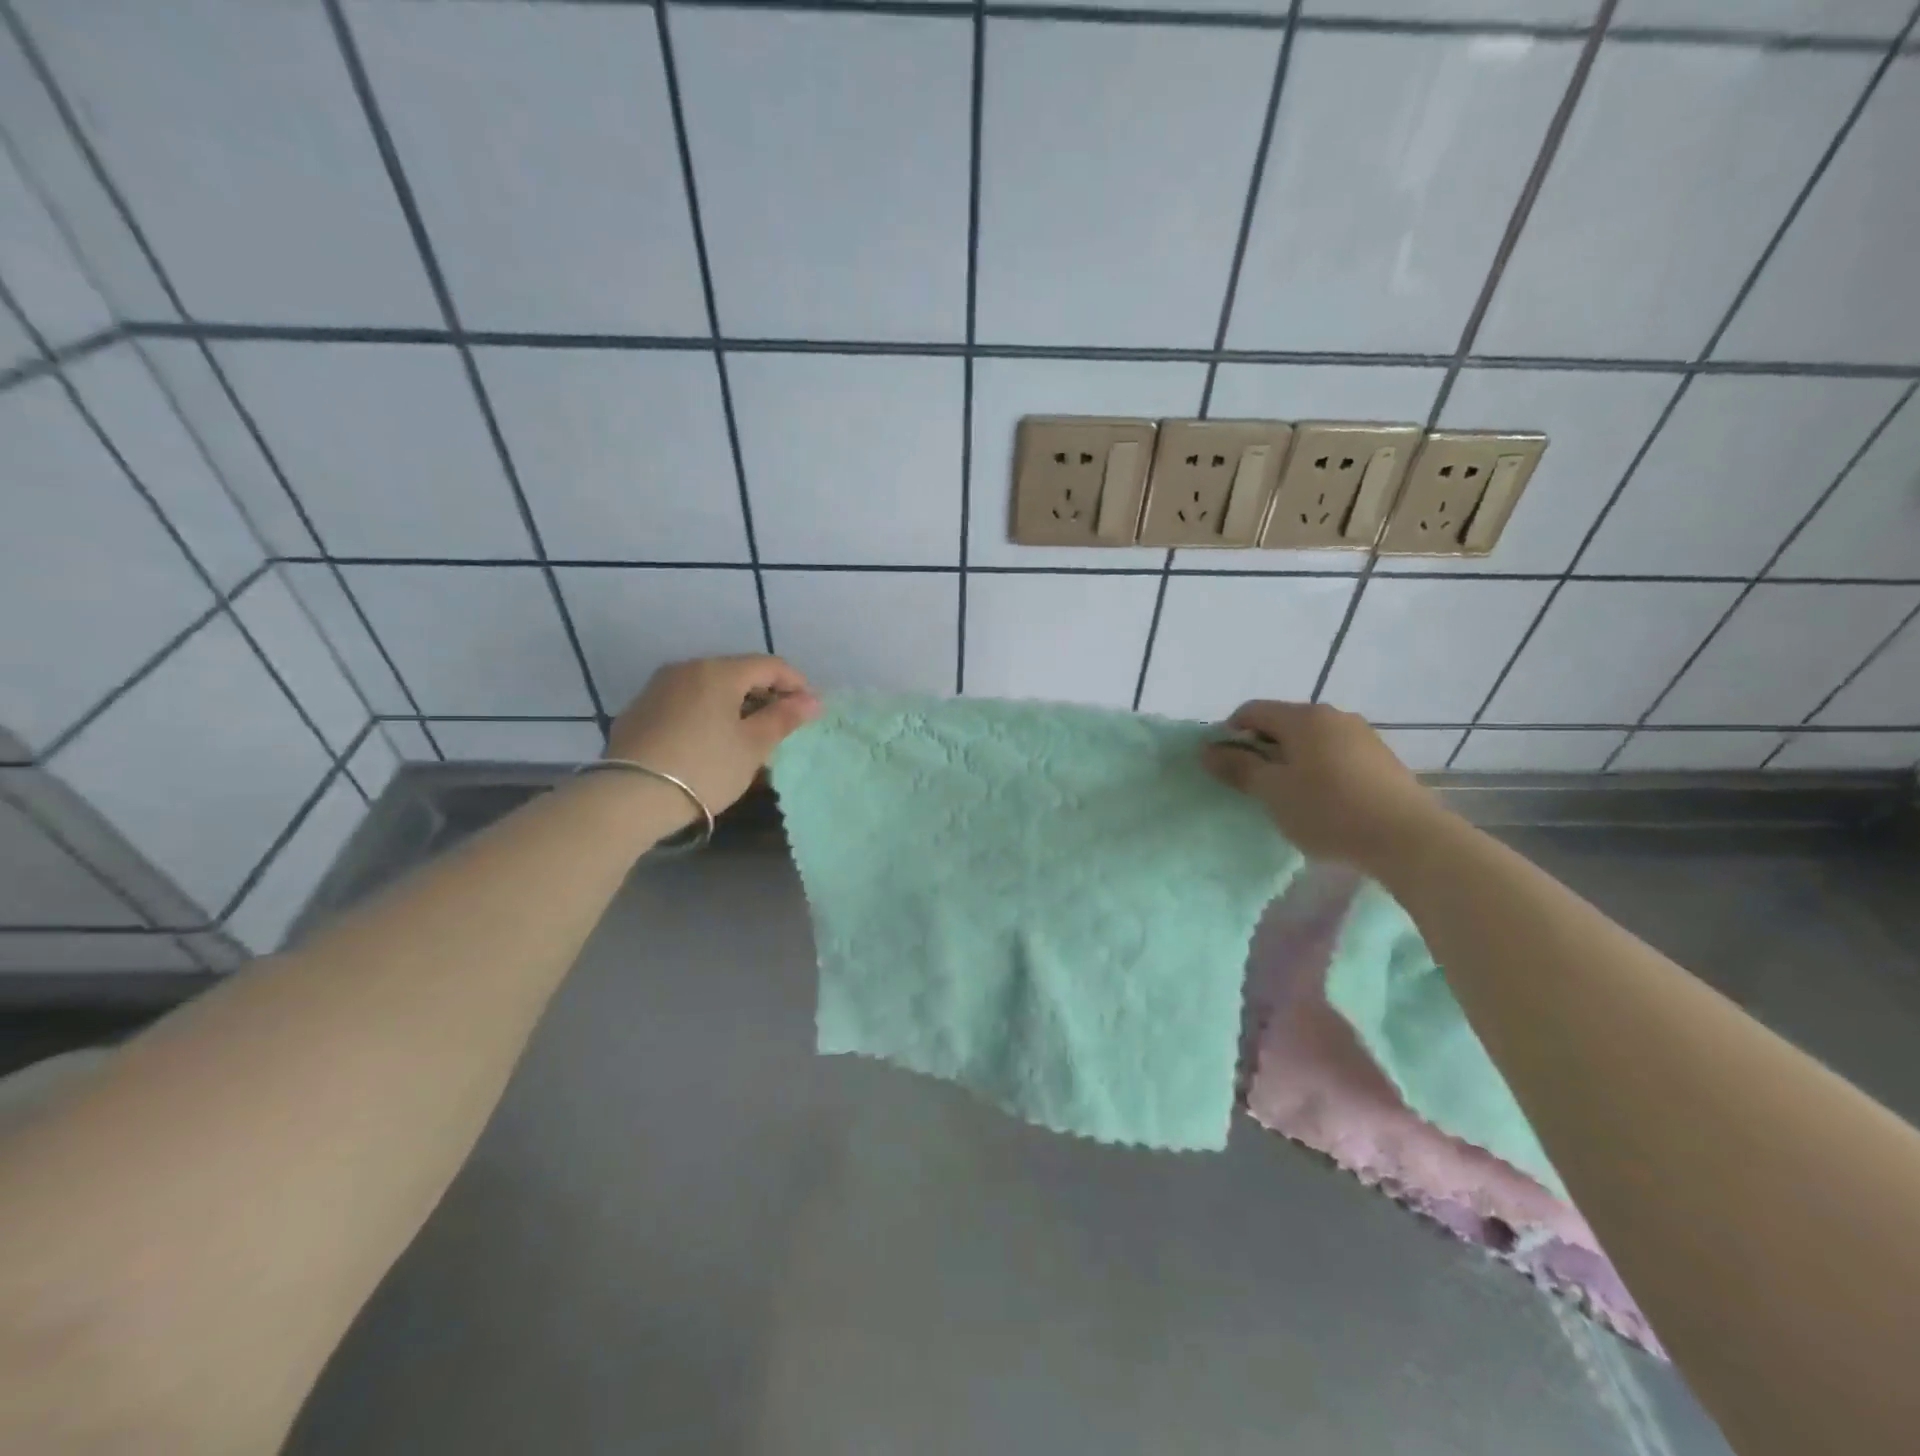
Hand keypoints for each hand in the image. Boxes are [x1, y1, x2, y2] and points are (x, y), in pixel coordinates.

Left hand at [605, 655, 820, 817]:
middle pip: (737, 672)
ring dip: (735, 703)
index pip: (770, 665)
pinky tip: (710, 740)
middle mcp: (687, 668)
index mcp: (719, 671)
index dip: (796, 684)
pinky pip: (686, 701)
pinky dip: (707, 712)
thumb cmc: (704, 768)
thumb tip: (812, 700)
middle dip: (765, 693)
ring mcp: (658, 687)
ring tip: (747, 734)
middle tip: (781, 724)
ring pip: (709, 686)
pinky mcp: (639, 709)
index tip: (810, 710)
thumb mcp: (752, 746)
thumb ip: (783, 718)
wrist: (629, 796)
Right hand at [1201, 700, 1450, 871]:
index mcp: (1303, 717)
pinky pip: (1336, 755)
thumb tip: (1208, 750)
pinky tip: (1324, 802)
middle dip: (1261, 749)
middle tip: (1254, 785)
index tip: (1225, 767)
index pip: (1251, 711)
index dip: (1229, 734)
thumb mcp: (1273, 792)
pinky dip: (1319, 771)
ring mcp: (1362, 735)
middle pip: (1282, 723)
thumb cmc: (1328, 810)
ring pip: (1311, 741)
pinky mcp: (1382, 759)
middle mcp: (1334, 716)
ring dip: (1291, 761)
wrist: (1408, 838)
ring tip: (1289, 797)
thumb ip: (1238, 768)